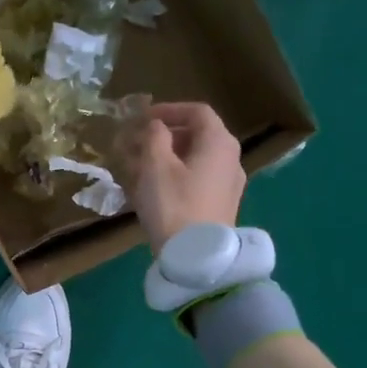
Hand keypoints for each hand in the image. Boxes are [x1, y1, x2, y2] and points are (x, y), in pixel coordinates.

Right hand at [117, 102, 245, 252]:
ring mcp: (229, 184)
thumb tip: (156, 126)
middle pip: (197, 135)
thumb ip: (154, 137)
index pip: (197, 111)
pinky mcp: (221, 205)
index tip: (142, 118)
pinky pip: (197, 179)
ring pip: (195, 159)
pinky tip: (153, 189)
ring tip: (137, 167)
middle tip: (135, 143)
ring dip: (166, 157)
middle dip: (163, 136)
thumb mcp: (156, 165)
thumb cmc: (174, 204)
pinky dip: (175, 175)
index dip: (168, 109)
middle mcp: (231, 158)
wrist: (196, 258)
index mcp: (219, 142)